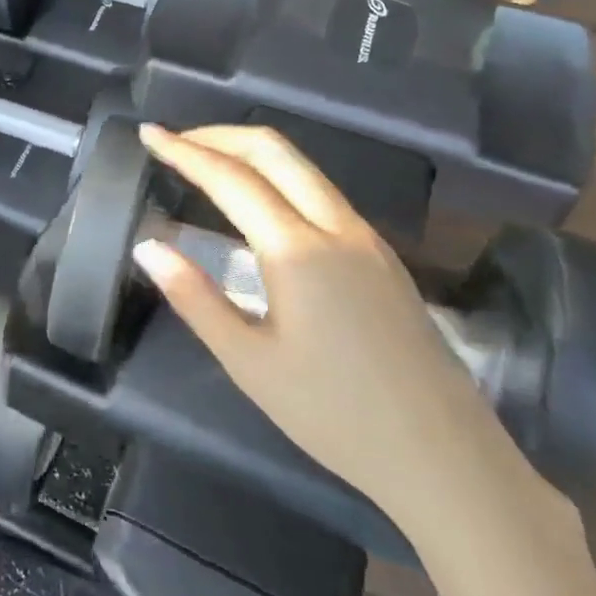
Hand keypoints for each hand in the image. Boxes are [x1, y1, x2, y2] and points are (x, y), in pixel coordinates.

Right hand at [132, 124, 516, 525]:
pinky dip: (278, 176)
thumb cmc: (336, 415)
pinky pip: (322, 192)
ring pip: (303, 168)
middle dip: (219, 135)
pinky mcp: (383, 258)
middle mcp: (336, 228)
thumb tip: (147, 248)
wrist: (448, 461)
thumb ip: (194, 297)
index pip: (230, 178)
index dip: (184, 151)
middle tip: (175, 141)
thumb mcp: (249, 363)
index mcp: (298, 250)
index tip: (148, 134)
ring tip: (206, 163)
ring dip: (250, 152)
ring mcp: (367, 240)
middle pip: (274, 151)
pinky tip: (259, 204)